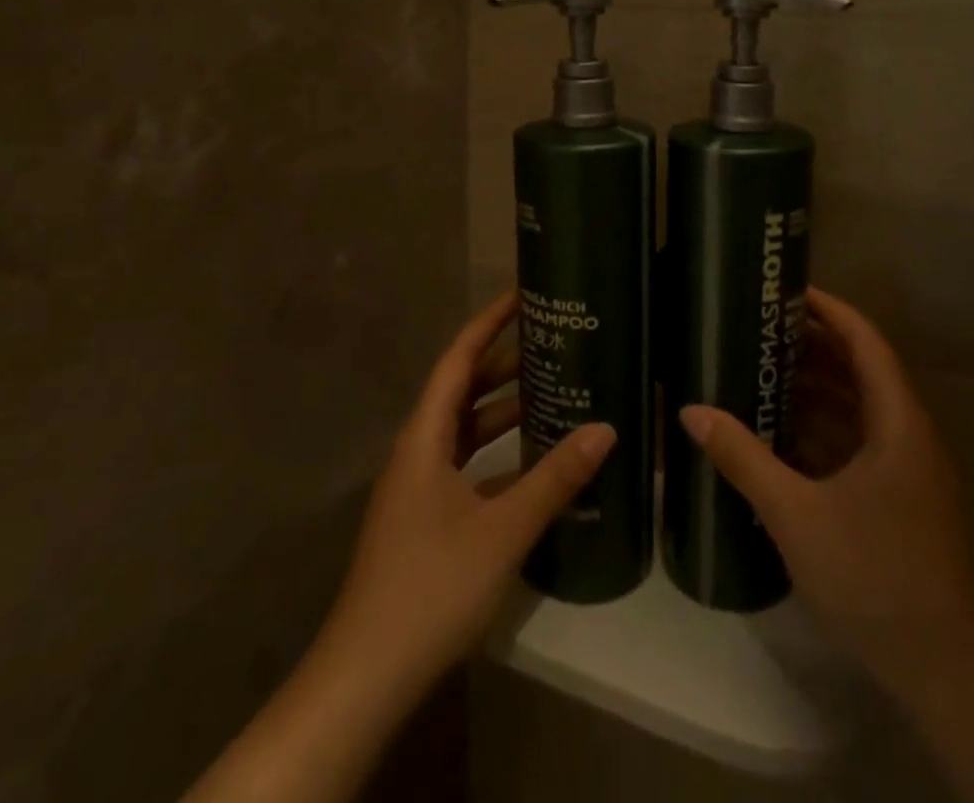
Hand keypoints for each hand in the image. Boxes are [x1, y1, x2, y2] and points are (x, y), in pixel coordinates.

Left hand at [322, 291, 616, 704]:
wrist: (367, 676)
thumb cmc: (431, 586)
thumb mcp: (503, 529)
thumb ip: (555, 478)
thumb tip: (606, 429)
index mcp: (425, 437)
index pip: (458, 360)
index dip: (489, 324)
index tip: (522, 296)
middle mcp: (418, 451)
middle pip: (463, 391)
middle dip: (504, 364)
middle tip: (553, 343)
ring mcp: (419, 488)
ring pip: (465, 430)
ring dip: (503, 411)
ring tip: (552, 391)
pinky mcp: (425, 520)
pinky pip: (466, 466)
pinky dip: (498, 455)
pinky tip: (534, 464)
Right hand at [681, 287, 973, 694]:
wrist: (939, 669)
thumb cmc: (873, 575)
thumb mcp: (795, 512)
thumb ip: (742, 457)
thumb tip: (691, 411)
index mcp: (898, 422)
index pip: (865, 341)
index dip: (829, 309)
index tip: (785, 291)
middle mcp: (908, 434)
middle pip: (861, 369)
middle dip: (813, 345)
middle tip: (760, 327)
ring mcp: (907, 469)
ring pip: (859, 407)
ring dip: (816, 387)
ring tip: (762, 368)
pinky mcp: (899, 498)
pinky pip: (858, 441)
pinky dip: (823, 427)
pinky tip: (780, 431)